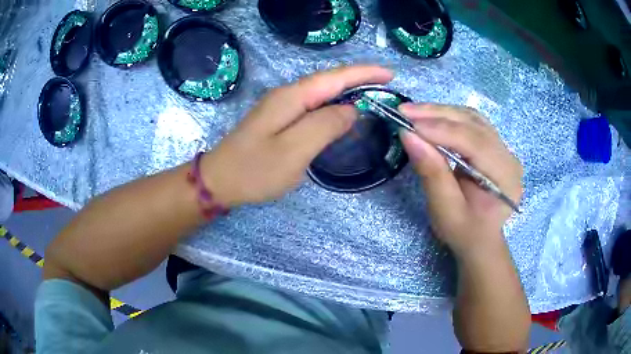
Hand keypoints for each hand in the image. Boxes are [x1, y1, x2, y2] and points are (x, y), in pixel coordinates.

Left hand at [201, 66, 393, 206]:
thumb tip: (351, 110)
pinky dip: (333, 105)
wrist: (219, 181)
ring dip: (348, 90)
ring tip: (373, 94)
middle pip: (329, 81)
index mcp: (292, 97)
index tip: (390, 75)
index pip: (335, 77)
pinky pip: (313, 106)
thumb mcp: (294, 150)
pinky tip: (343, 112)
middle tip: (386, 85)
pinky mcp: (279, 119)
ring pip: (322, 93)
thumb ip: (325, 126)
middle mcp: (287, 95)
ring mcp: (281, 106)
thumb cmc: (255, 170)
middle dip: (360, 79)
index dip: (364, 73)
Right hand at [399, 104, 522, 257]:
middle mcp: (509, 157)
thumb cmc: (464, 232)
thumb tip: (408, 135)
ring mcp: (504, 149)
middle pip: (474, 124)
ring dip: (441, 112)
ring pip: (472, 118)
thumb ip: (431, 172)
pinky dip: (449, 117)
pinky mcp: (494, 145)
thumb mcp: (445, 210)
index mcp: (505, 177)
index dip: (441, 130)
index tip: (407, 124)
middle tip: (404, 111)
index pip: (474, 142)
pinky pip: (472, 123)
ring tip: (413, 112)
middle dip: (437, 115)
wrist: (480, 240)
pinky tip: (431, 117)